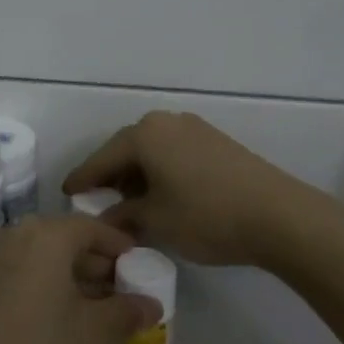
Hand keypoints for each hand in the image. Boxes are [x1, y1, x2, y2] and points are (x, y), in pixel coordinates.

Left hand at [0, 216, 160, 343]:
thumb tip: (151, 303)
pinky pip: (14, 274)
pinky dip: (38, 286)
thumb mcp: (94, 337)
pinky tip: (55, 320)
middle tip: (120, 290)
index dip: (117, 245)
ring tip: (93, 309)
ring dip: (65, 276)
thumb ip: (126, 311)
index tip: (138, 264)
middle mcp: (9, 237)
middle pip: (60, 239)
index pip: (89, 228)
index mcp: (43, 237)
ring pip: (35, 258)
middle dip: (92, 262)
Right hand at [63, 111, 322, 267]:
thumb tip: (108, 218)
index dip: (83, 178)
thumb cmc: (206, 215)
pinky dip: (161, 172)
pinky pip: (174, 153)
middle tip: (96, 199)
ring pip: (153, 150)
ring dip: (138, 174)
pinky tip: (163, 195)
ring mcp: (194, 128)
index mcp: (144, 134)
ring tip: (130, 202)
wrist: (277, 215)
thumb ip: (124, 216)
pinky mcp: (216, 142)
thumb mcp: (156, 221)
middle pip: (127, 149)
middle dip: (111, 175)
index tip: (66, 191)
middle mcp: (166, 121)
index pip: (102, 158)